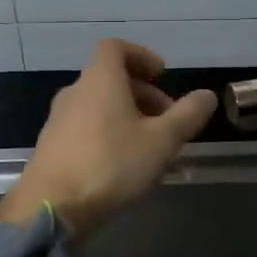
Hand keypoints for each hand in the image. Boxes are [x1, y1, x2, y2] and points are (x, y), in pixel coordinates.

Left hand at [0, 39, 217, 237]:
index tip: (162, 75)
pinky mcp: (52, 148)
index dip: (141, 55)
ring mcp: (59, 121)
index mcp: (100, 80)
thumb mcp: (161, 141)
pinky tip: (125, 168)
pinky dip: (109, 136)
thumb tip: (207, 95)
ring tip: (152, 149)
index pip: (115, 47)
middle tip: (167, 120)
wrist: (49, 208)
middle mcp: (76, 92)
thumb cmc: (110, 164)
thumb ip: (187, 115)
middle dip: (143, 94)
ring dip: (128, 118)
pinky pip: (87, 129)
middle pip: (110, 79)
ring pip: (100, 107)